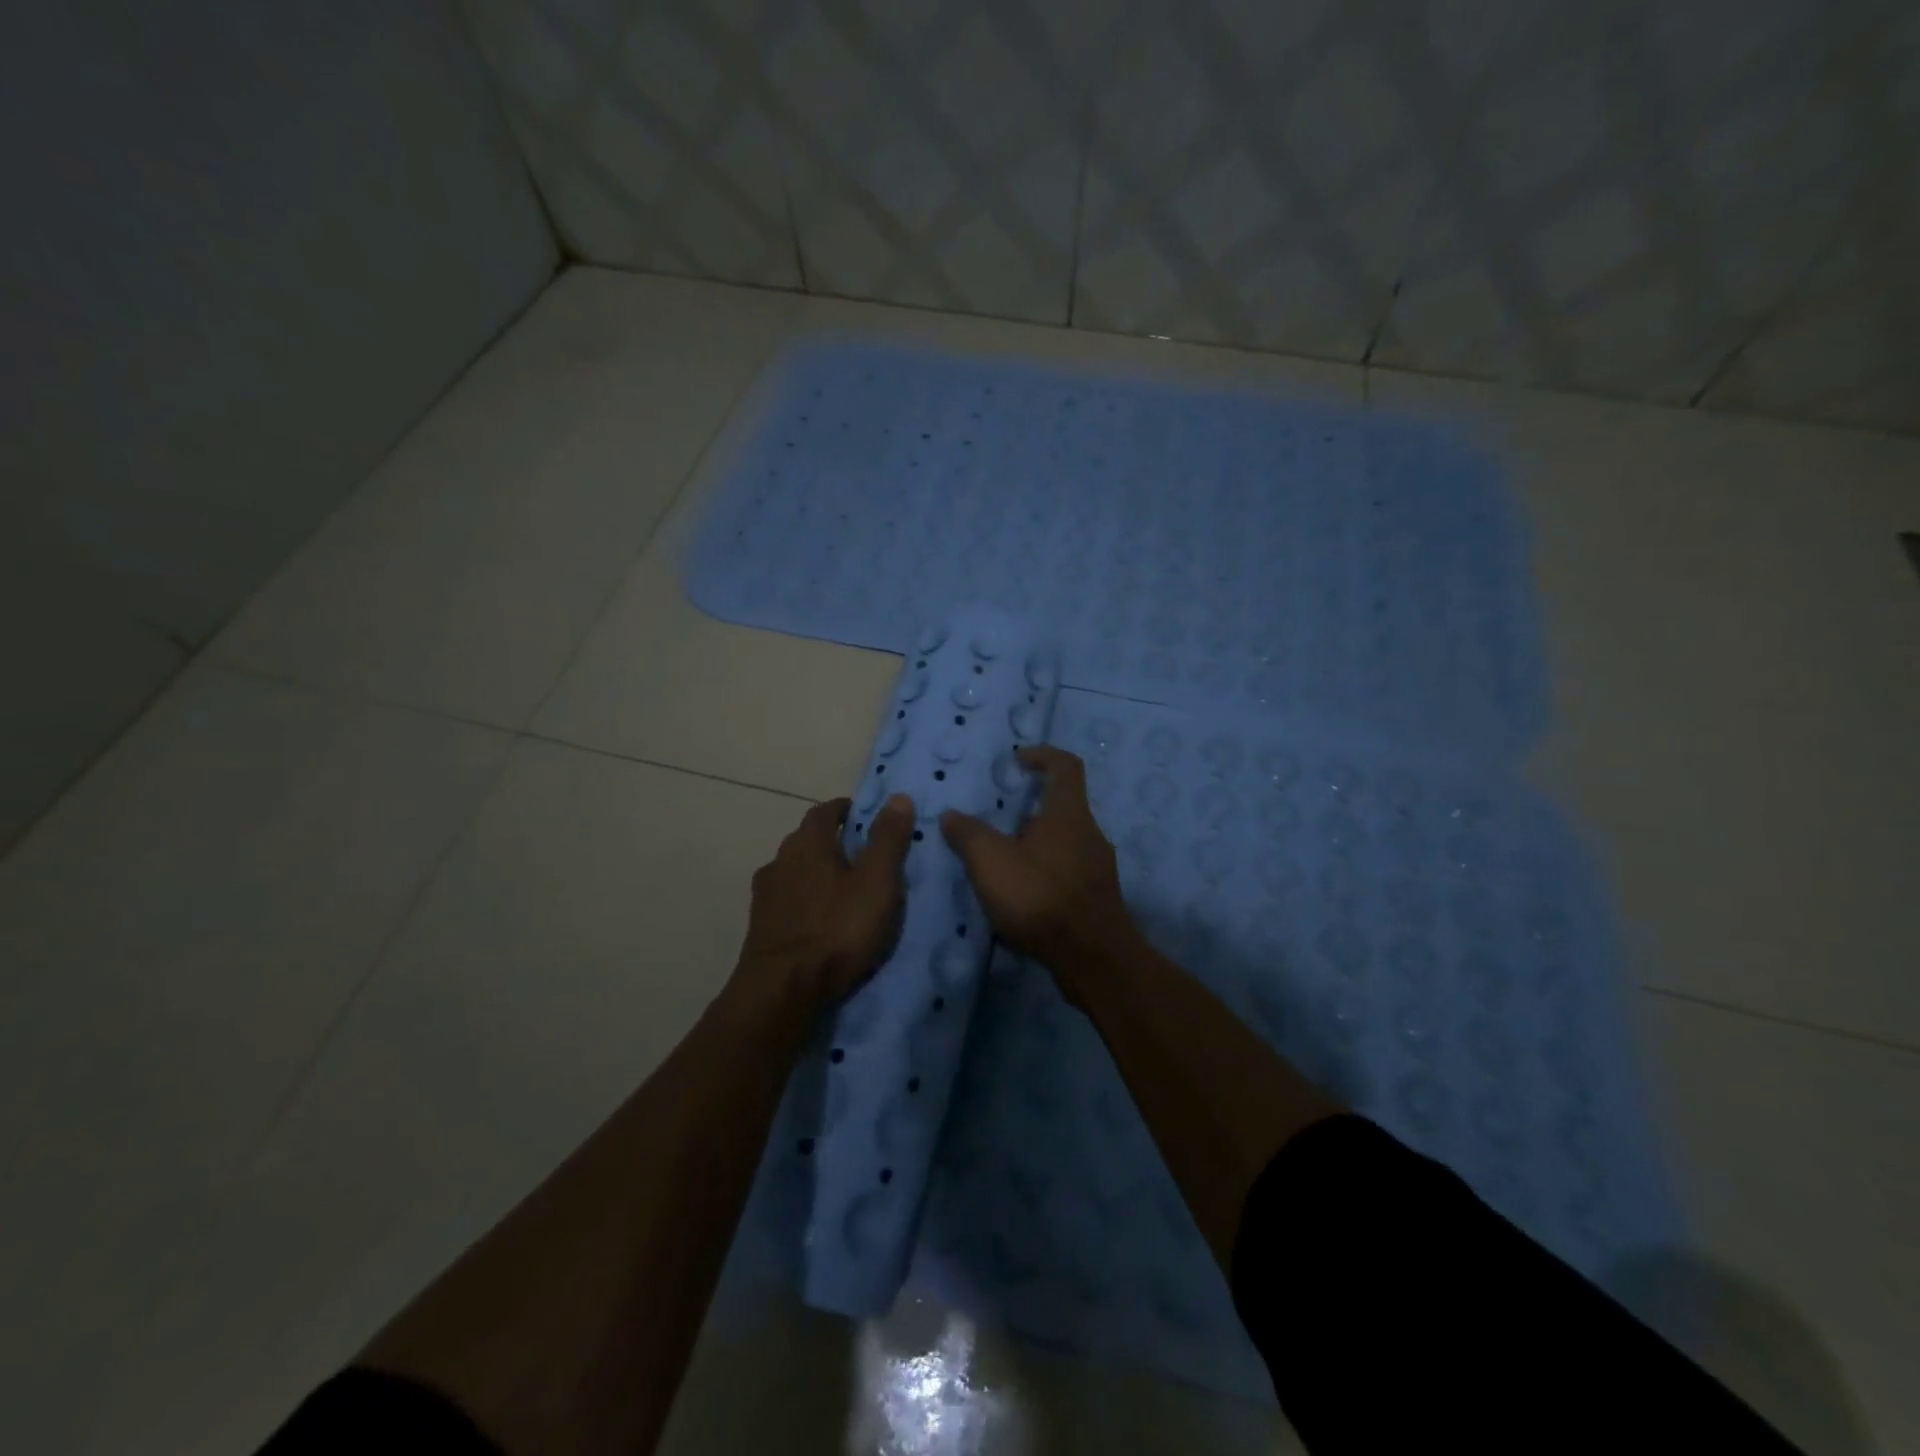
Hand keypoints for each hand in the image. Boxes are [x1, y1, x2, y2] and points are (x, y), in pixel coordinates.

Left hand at [735, 793, 915, 1008]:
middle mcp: (780, 860)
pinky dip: (805, 903)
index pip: (825, 810)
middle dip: (832, 843)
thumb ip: (888, 839)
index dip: (846, 810)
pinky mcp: (760, 927)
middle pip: (807, 841)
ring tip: (843, 893)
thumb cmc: (837, 929)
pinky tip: (820, 922)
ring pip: (795, 872)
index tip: (865, 817)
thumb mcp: (877, 882)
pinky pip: (788, 902)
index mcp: (807, 842)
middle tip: (862, 858)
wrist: (782, 990)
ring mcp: (765, 895)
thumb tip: (897, 796)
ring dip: (817, 875)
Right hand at [940, 746, 1137, 1001]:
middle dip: (1031, 808)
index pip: (1065, 765)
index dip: (1042, 755)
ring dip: (1037, 843)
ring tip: (1004, 861)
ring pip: (1066, 841)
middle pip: (1063, 806)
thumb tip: (951, 815)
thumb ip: (968, 834)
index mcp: (1069, 814)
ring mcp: (1099, 867)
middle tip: (998, 821)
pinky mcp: (1098, 897)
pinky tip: (1023, 896)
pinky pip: (1069, 871)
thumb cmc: (1040, 897)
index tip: (1018, 760)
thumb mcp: (991, 862)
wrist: (1092, 958)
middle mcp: (1091, 833)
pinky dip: (1045, 872)